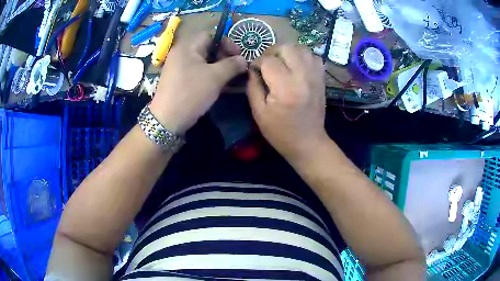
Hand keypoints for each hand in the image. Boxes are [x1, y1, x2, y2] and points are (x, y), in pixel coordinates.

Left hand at [150, 33, 246, 134]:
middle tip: (235, 68)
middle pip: (207, 47)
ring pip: (203, 61)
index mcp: (188, 46)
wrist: (167, 120)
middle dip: (224, 56)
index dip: (227, 42)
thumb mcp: (215, 77)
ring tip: (229, 78)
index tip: (237, 56)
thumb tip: (243, 60)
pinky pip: (197, 71)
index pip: (211, 34)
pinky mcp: (179, 79)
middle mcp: (181, 53)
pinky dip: (209, 75)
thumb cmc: (191, 93)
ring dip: (218, 67)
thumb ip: (232, 65)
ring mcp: (178, 67)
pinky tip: (218, 85)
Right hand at [246, 45, 328, 160]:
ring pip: (302, 48)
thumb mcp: (259, 113)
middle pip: (287, 47)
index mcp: (285, 87)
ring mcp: (315, 76)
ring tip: (282, 63)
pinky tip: (296, 66)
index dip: (257, 62)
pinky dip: (303, 57)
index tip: (254, 70)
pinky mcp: (321, 79)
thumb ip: (253, 87)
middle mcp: (303, 77)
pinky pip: (314, 57)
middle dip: (273, 52)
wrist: (308, 142)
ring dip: (288, 52)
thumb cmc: (280, 132)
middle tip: (267, 63)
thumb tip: (252, 69)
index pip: (268, 60)